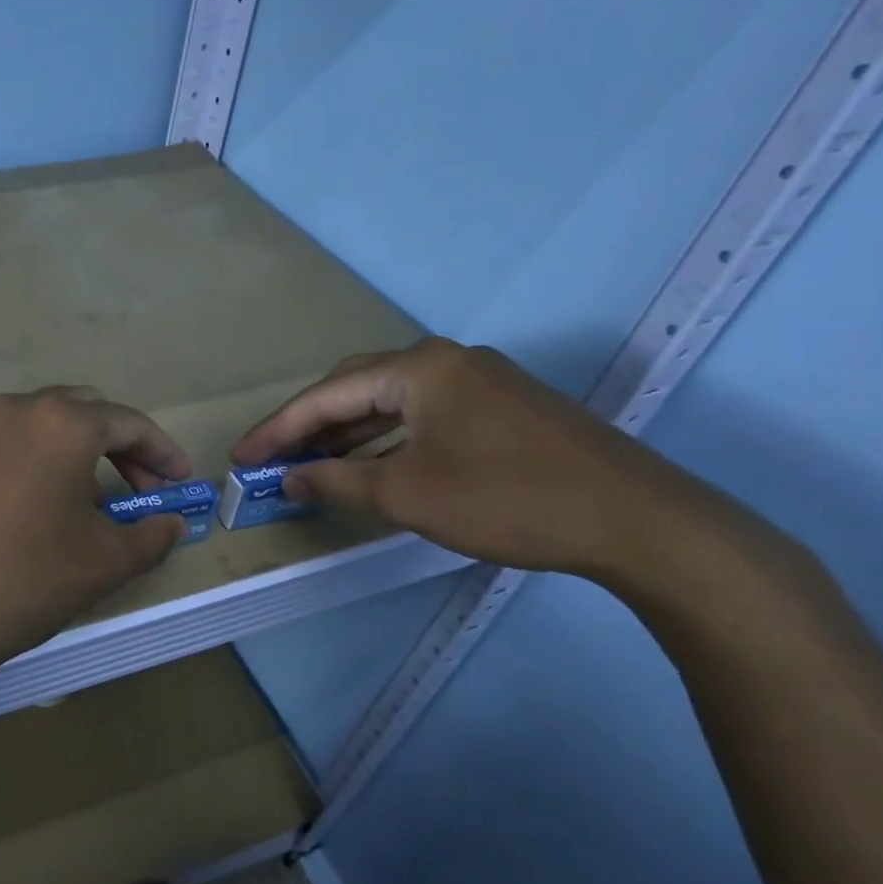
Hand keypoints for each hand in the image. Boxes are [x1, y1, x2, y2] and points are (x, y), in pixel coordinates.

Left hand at [0, 387, 190, 692]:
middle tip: (142, 491)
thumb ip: (150, 535)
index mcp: (62, 422)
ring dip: (80, 453)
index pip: (129, 424)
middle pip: (86, 413)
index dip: (163, 452)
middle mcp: (18, 409)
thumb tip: (171, 523)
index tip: (182, 482)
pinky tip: (44, 507)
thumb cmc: (26, 578)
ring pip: (45, 426)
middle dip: (121, 447)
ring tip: (95, 505)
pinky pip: (12, 444)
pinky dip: (41, 461)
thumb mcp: (104, 561)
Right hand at [231, 337, 701, 580]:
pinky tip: (374, 465)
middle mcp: (446, 361)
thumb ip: (335, 482)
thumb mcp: (406, 495)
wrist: (641, 522)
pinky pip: (424, 414)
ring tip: (313, 464)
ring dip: (349, 433)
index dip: (277, 430)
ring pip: (391, 402)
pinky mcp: (504, 408)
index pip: (326, 395)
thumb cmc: (507, 499)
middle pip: (356, 388)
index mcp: (418, 368)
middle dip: (310, 425)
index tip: (241, 457)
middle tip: (274, 459)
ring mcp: (481, 381)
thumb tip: (288, 478)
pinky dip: (388, 439)